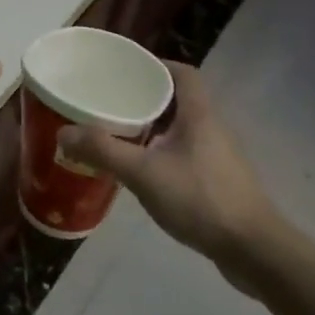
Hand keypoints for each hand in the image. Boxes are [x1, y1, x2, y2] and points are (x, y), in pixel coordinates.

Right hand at [59, 63, 286, 270]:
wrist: (251, 248)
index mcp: (199, 115)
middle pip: (177, 101)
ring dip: (151, 128)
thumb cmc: (200, 199)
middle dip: (144, 98)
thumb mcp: (143, 173)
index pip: (183, 74)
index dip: (156, 65)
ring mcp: (216, 156)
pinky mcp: (216, 181)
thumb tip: (64, 132)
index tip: (126, 70)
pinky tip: (139, 170)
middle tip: (109, 103)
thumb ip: (103, 151)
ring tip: (116, 134)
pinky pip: (182, 154)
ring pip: (179, 130)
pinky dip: (159, 153)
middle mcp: (211, 128)